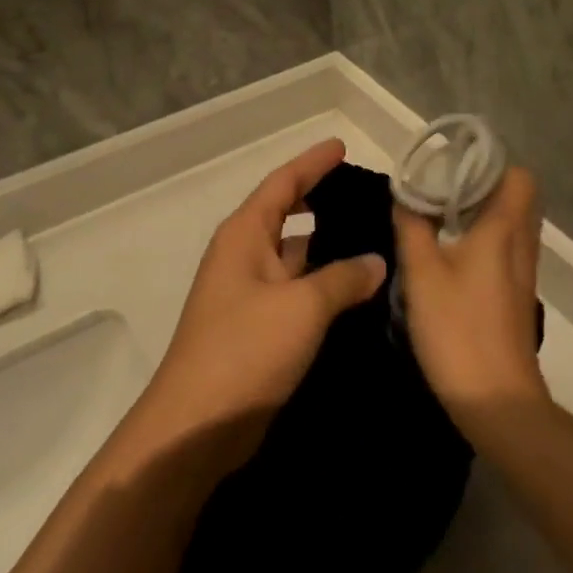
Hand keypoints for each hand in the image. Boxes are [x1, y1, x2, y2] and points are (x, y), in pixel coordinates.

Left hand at [130, 139, 385, 471]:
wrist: (197, 426)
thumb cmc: (245, 350)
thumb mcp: (301, 307)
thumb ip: (343, 278)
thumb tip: (375, 261)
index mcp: (244, 235)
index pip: (283, 183)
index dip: (313, 163)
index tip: (342, 146)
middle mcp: (244, 256)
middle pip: (287, 214)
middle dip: (321, 200)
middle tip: (366, 195)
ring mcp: (249, 293)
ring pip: (294, 255)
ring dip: (327, 247)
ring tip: (374, 238)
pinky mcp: (258, 327)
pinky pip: (297, 291)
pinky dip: (324, 284)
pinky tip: (358, 290)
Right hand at [395, 168, 549, 424]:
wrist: (496, 399)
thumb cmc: (458, 328)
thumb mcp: (421, 272)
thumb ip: (412, 226)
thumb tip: (405, 193)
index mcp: (503, 229)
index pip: (517, 175)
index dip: (489, 161)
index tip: (452, 161)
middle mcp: (521, 244)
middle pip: (516, 196)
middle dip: (481, 183)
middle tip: (441, 185)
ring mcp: (522, 272)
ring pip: (511, 223)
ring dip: (482, 211)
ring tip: (440, 214)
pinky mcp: (516, 295)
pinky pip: (506, 248)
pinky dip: (484, 237)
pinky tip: (451, 252)